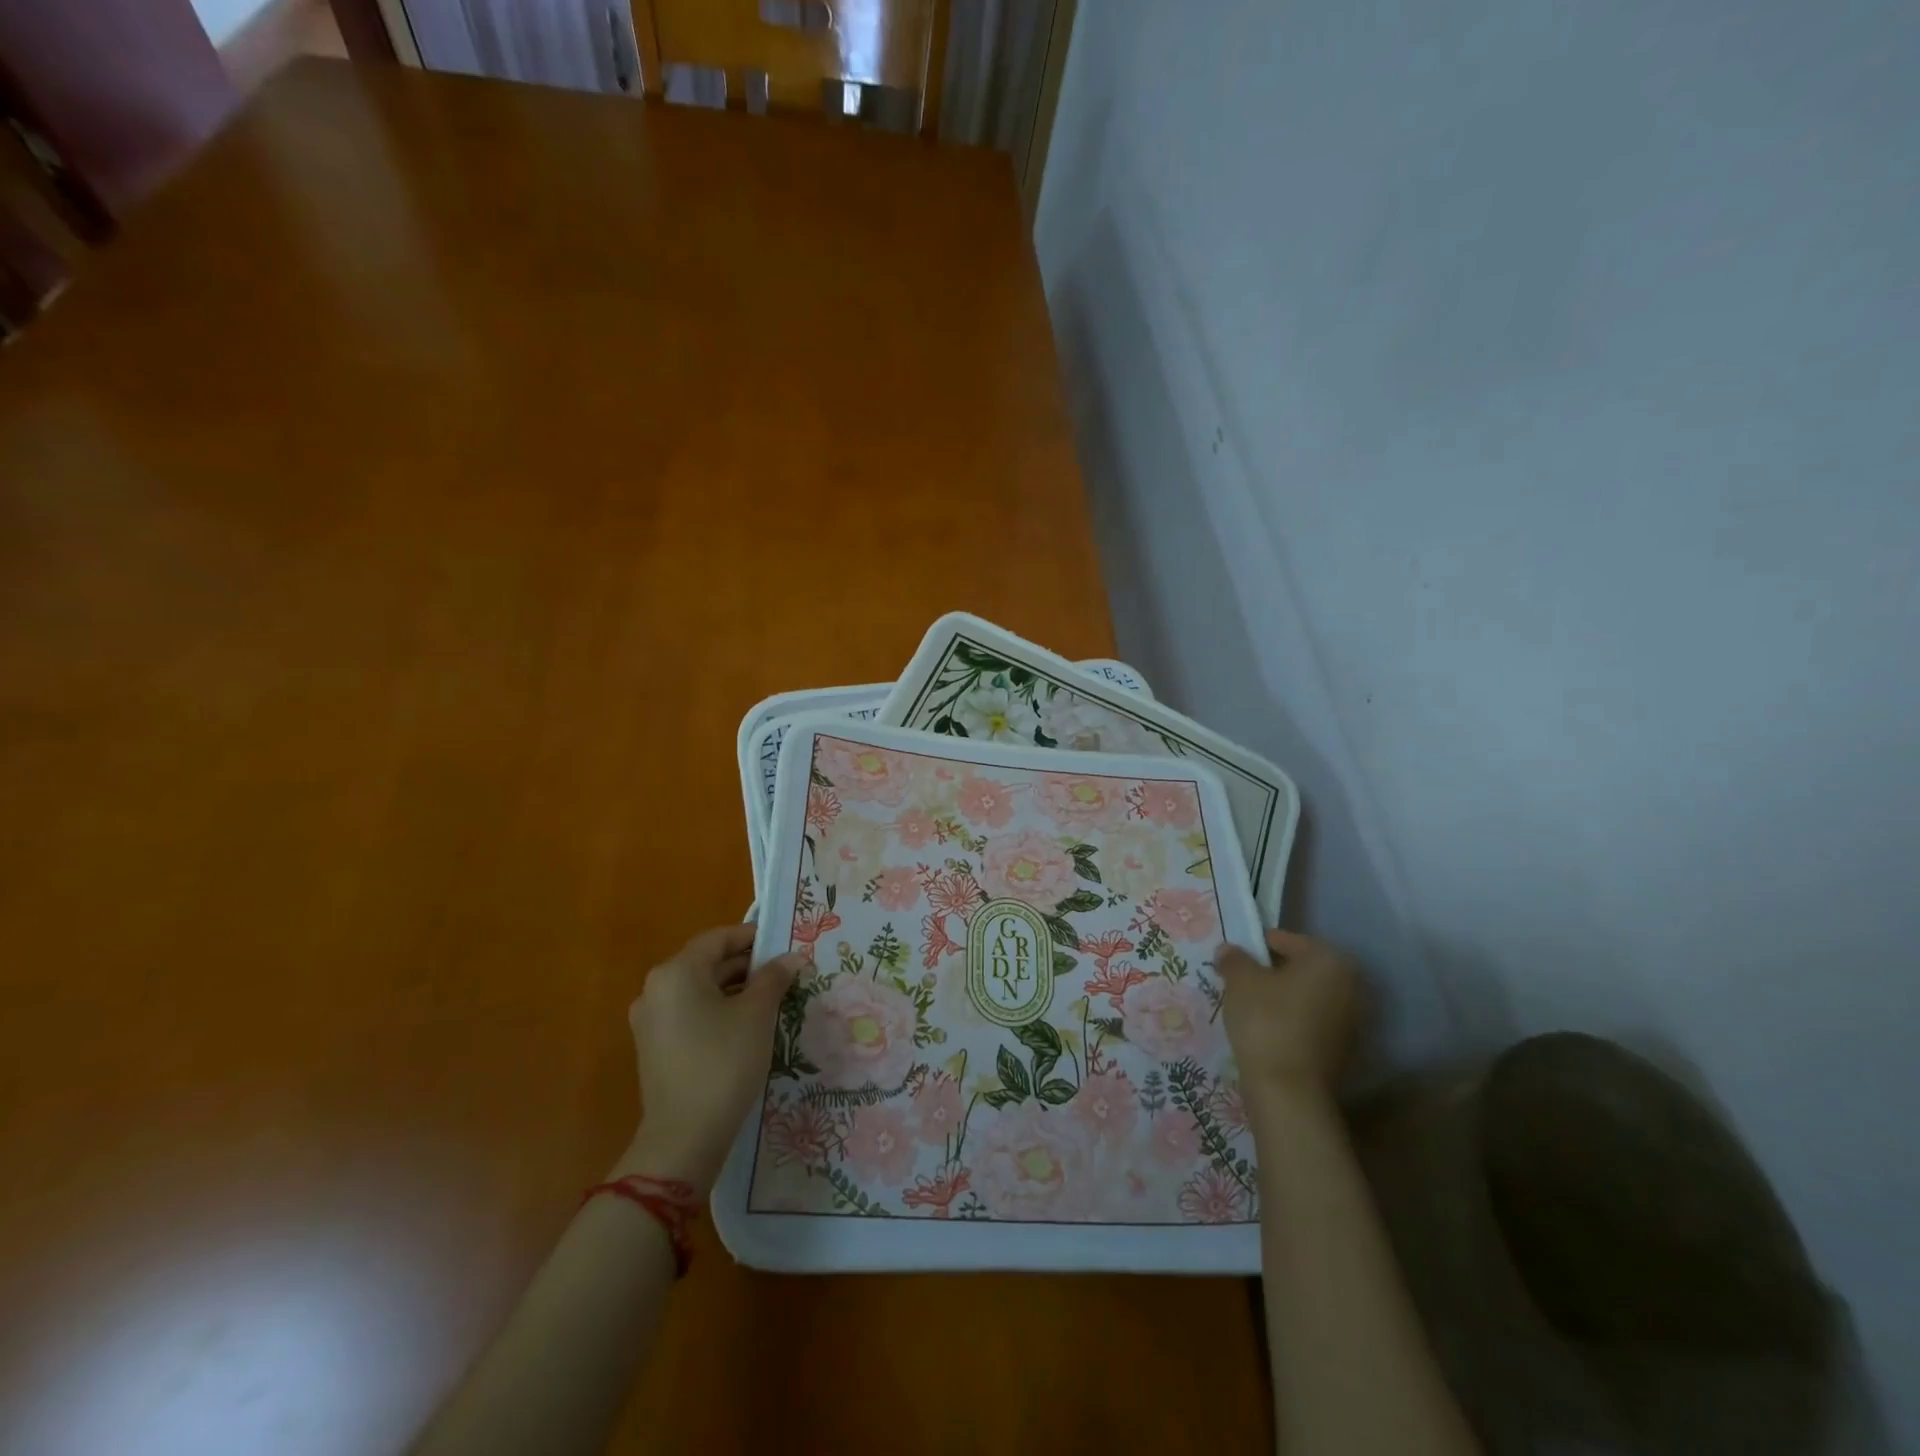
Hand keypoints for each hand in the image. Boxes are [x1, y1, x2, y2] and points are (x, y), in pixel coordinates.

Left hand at [617, 924, 809, 1193]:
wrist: (684, 1137)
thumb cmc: (724, 1062)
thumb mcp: (757, 1014)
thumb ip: (774, 978)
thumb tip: (792, 958)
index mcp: (676, 972)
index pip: (718, 938)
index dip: (753, 937)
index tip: (784, 944)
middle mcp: (656, 989)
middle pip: (707, 963)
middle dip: (747, 966)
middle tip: (785, 972)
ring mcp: (651, 1021)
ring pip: (700, 990)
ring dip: (735, 989)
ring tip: (773, 999)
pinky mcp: (655, 1047)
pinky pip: (691, 1014)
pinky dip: (719, 1011)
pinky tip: (748, 1026)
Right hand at [1216, 928, 1364, 1109]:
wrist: (1289, 1090)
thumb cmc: (1266, 1021)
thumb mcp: (1240, 980)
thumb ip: (1234, 958)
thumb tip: (1229, 950)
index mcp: (1329, 960)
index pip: (1287, 940)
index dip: (1258, 945)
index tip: (1236, 958)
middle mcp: (1349, 985)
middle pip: (1301, 968)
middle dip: (1272, 971)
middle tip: (1241, 979)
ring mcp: (1350, 1020)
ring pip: (1306, 995)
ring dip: (1282, 996)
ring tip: (1249, 1005)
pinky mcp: (1343, 1048)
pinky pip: (1311, 1021)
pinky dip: (1291, 1019)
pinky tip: (1266, 1028)